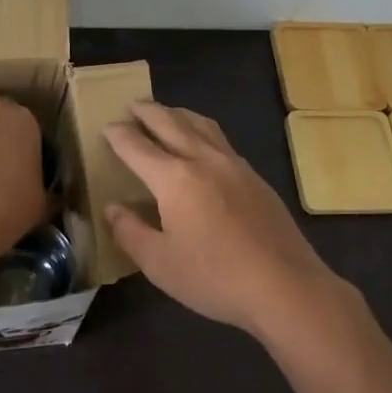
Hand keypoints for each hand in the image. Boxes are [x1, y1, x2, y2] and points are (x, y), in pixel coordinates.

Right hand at [103, 101, 348, 339]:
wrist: (285, 286)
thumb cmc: (214, 277)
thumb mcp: (159, 264)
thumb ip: (130, 232)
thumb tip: (113, 208)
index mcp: (174, 178)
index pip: (137, 146)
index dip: (118, 135)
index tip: (106, 127)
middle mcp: (204, 160)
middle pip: (170, 123)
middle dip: (147, 112)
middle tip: (132, 106)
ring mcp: (234, 165)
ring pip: (201, 125)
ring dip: (177, 114)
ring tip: (165, 114)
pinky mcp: (255, 177)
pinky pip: (220, 140)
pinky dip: (201, 130)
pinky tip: (203, 144)